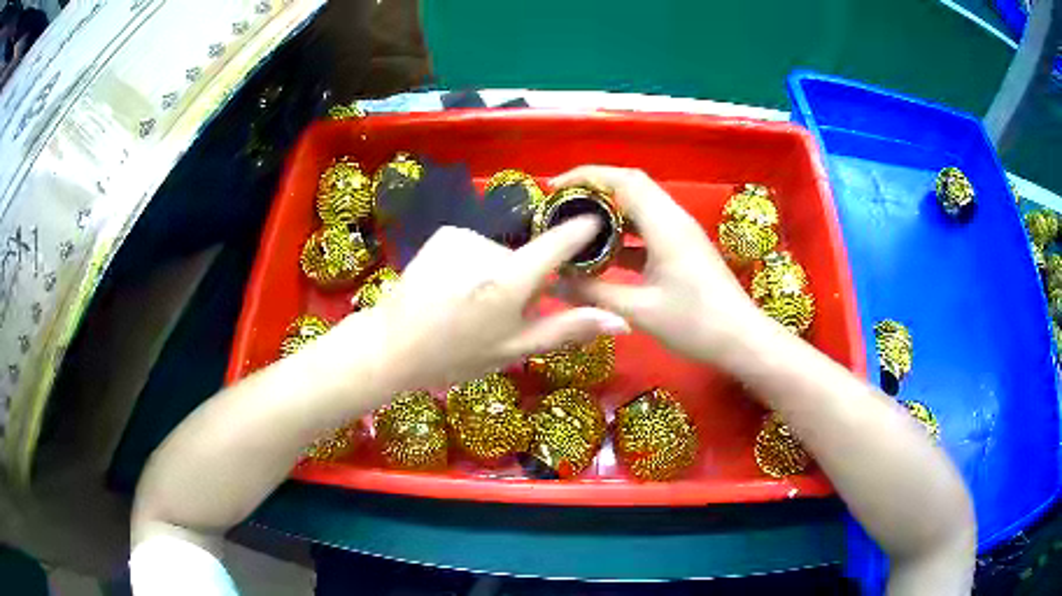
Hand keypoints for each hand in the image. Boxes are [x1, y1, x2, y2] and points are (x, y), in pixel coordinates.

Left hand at [344, 219, 629, 390]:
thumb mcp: (515, 349)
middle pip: (527, 258)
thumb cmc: (456, 355)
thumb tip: (620, 320)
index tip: (596, 224)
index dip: (580, 232)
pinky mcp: (444, 234)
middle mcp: (490, 248)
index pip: (559, 243)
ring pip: (500, 253)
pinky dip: (473, 264)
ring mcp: (463, 237)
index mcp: (510, 280)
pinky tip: (452, 288)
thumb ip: (568, 329)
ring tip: (469, 305)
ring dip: (496, 274)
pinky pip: (476, 246)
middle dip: (524, 282)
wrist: (393, 345)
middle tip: (498, 316)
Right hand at [552, 166, 762, 362]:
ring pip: (640, 207)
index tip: (554, 188)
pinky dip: (624, 233)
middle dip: (593, 190)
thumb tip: (553, 282)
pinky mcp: (683, 248)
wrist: (741, 339)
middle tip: (560, 207)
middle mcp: (674, 219)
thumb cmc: (695, 323)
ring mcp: (681, 233)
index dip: (586, 176)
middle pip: (631, 186)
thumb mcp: (639, 309)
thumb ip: (593, 292)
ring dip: (609, 212)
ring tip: (575, 227)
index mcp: (665, 224)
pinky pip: (649, 228)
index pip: (623, 180)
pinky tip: (604, 254)